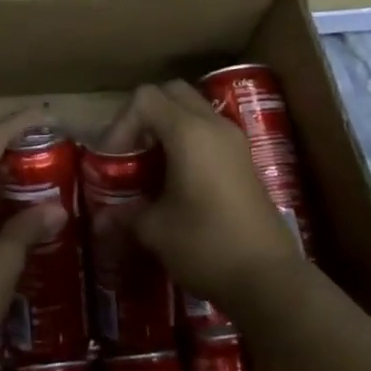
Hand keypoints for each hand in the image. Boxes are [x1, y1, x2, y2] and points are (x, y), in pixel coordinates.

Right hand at [100, 81, 303, 314]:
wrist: (269, 279)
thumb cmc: (206, 246)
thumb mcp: (156, 231)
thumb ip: (125, 214)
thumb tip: (102, 217)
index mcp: (189, 132)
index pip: (145, 98)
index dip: (121, 123)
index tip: (114, 159)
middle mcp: (213, 124)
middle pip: (172, 92)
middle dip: (145, 115)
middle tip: (131, 150)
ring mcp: (234, 139)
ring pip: (193, 108)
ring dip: (168, 125)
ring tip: (151, 163)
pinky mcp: (244, 158)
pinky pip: (209, 129)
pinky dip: (188, 138)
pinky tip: (177, 176)